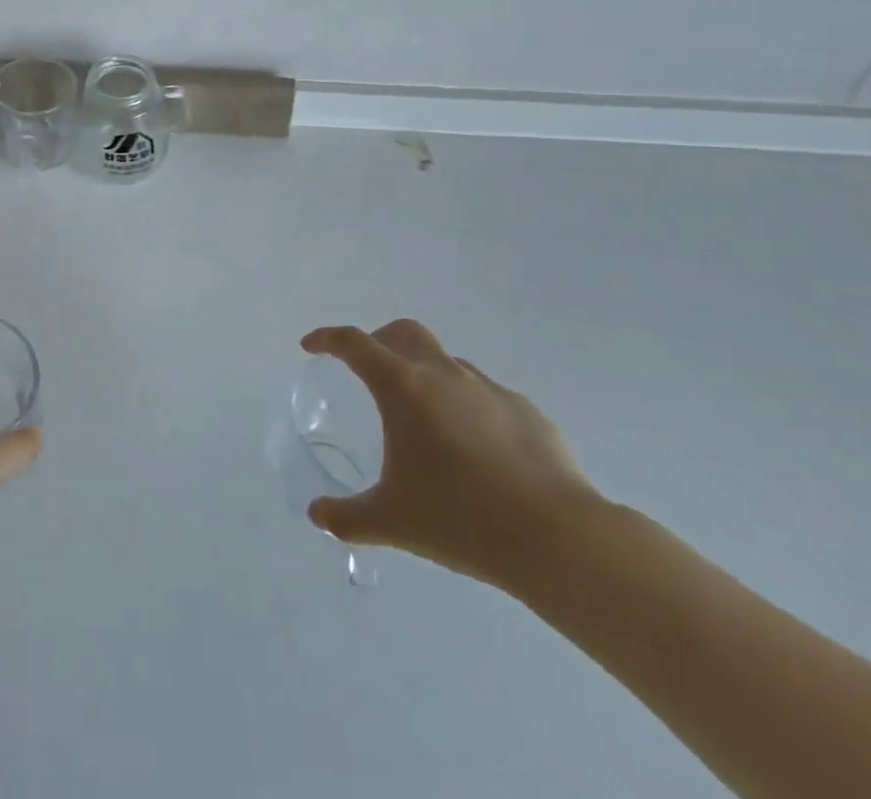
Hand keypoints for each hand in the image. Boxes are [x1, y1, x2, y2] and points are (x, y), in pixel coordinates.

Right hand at [301, 320, 602, 590]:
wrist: (559, 539)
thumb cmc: (461, 519)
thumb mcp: (391, 521)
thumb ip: (347, 517)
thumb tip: (317, 515)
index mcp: (403, 387)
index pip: (354, 343)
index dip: (327, 339)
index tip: (311, 347)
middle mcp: (443, 374)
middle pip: (403, 332)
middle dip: (379, 341)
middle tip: (367, 369)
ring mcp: (489, 389)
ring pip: (447, 362)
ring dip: (426, 375)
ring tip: (425, 420)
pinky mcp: (527, 412)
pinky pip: (485, 395)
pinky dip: (467, 406)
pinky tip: (475, 449)